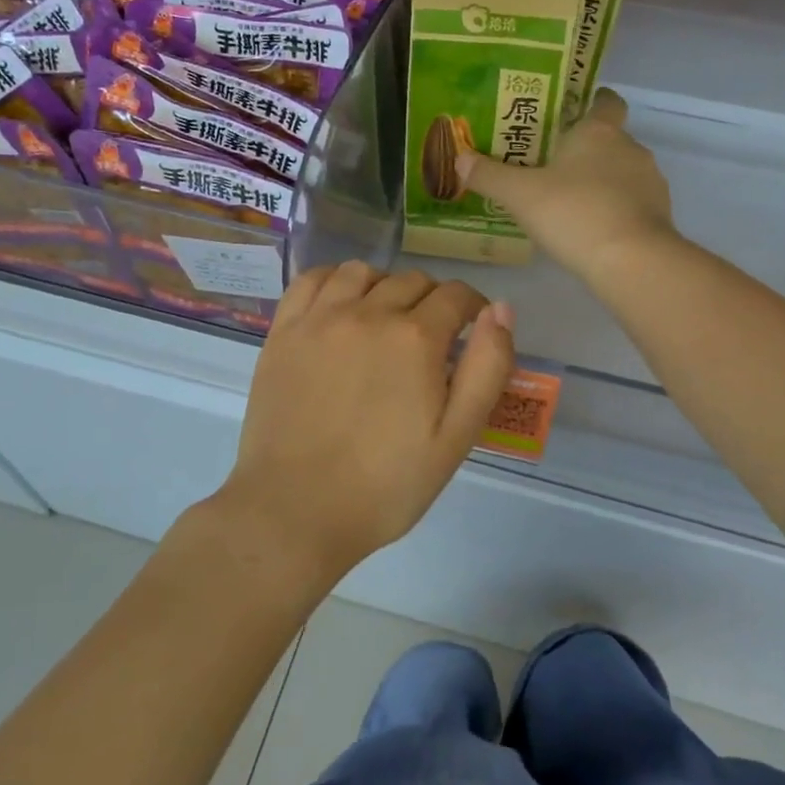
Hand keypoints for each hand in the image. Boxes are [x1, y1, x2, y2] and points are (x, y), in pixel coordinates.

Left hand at [219, 263, 515, 574]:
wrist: (297, 511)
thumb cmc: (386, 485)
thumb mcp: (457, 437)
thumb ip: (487, 368)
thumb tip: (501, 309)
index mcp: (415, 338)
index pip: (455, 296)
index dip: (472, 308)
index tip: (471, 330)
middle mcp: (368, 313)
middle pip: (412, 281)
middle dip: (433, 301)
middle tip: (432, 339)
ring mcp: (319, 319)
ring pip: (362, 272)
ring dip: (384, 286)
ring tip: (385, 319)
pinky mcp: (283, 332)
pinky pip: (311, 280)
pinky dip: (334, 281)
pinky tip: (340, 305)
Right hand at [459, 88, 676, 285]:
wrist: (630, 260)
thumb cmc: (573, 213)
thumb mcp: (520, 195)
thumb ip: (489, 176)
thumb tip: (459, 158)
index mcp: (599, 131)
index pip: (605, 100)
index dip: (590, 103)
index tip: (568, 116)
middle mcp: (630, 148)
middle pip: (610, 139)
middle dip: (585, 151)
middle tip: (552, 168)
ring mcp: (650, 182)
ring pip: (623, 173)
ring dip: (602, 183)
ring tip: (570, 205)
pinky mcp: (660, 215)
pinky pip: (633, 204)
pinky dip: (616, 211)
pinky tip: (592, 231)